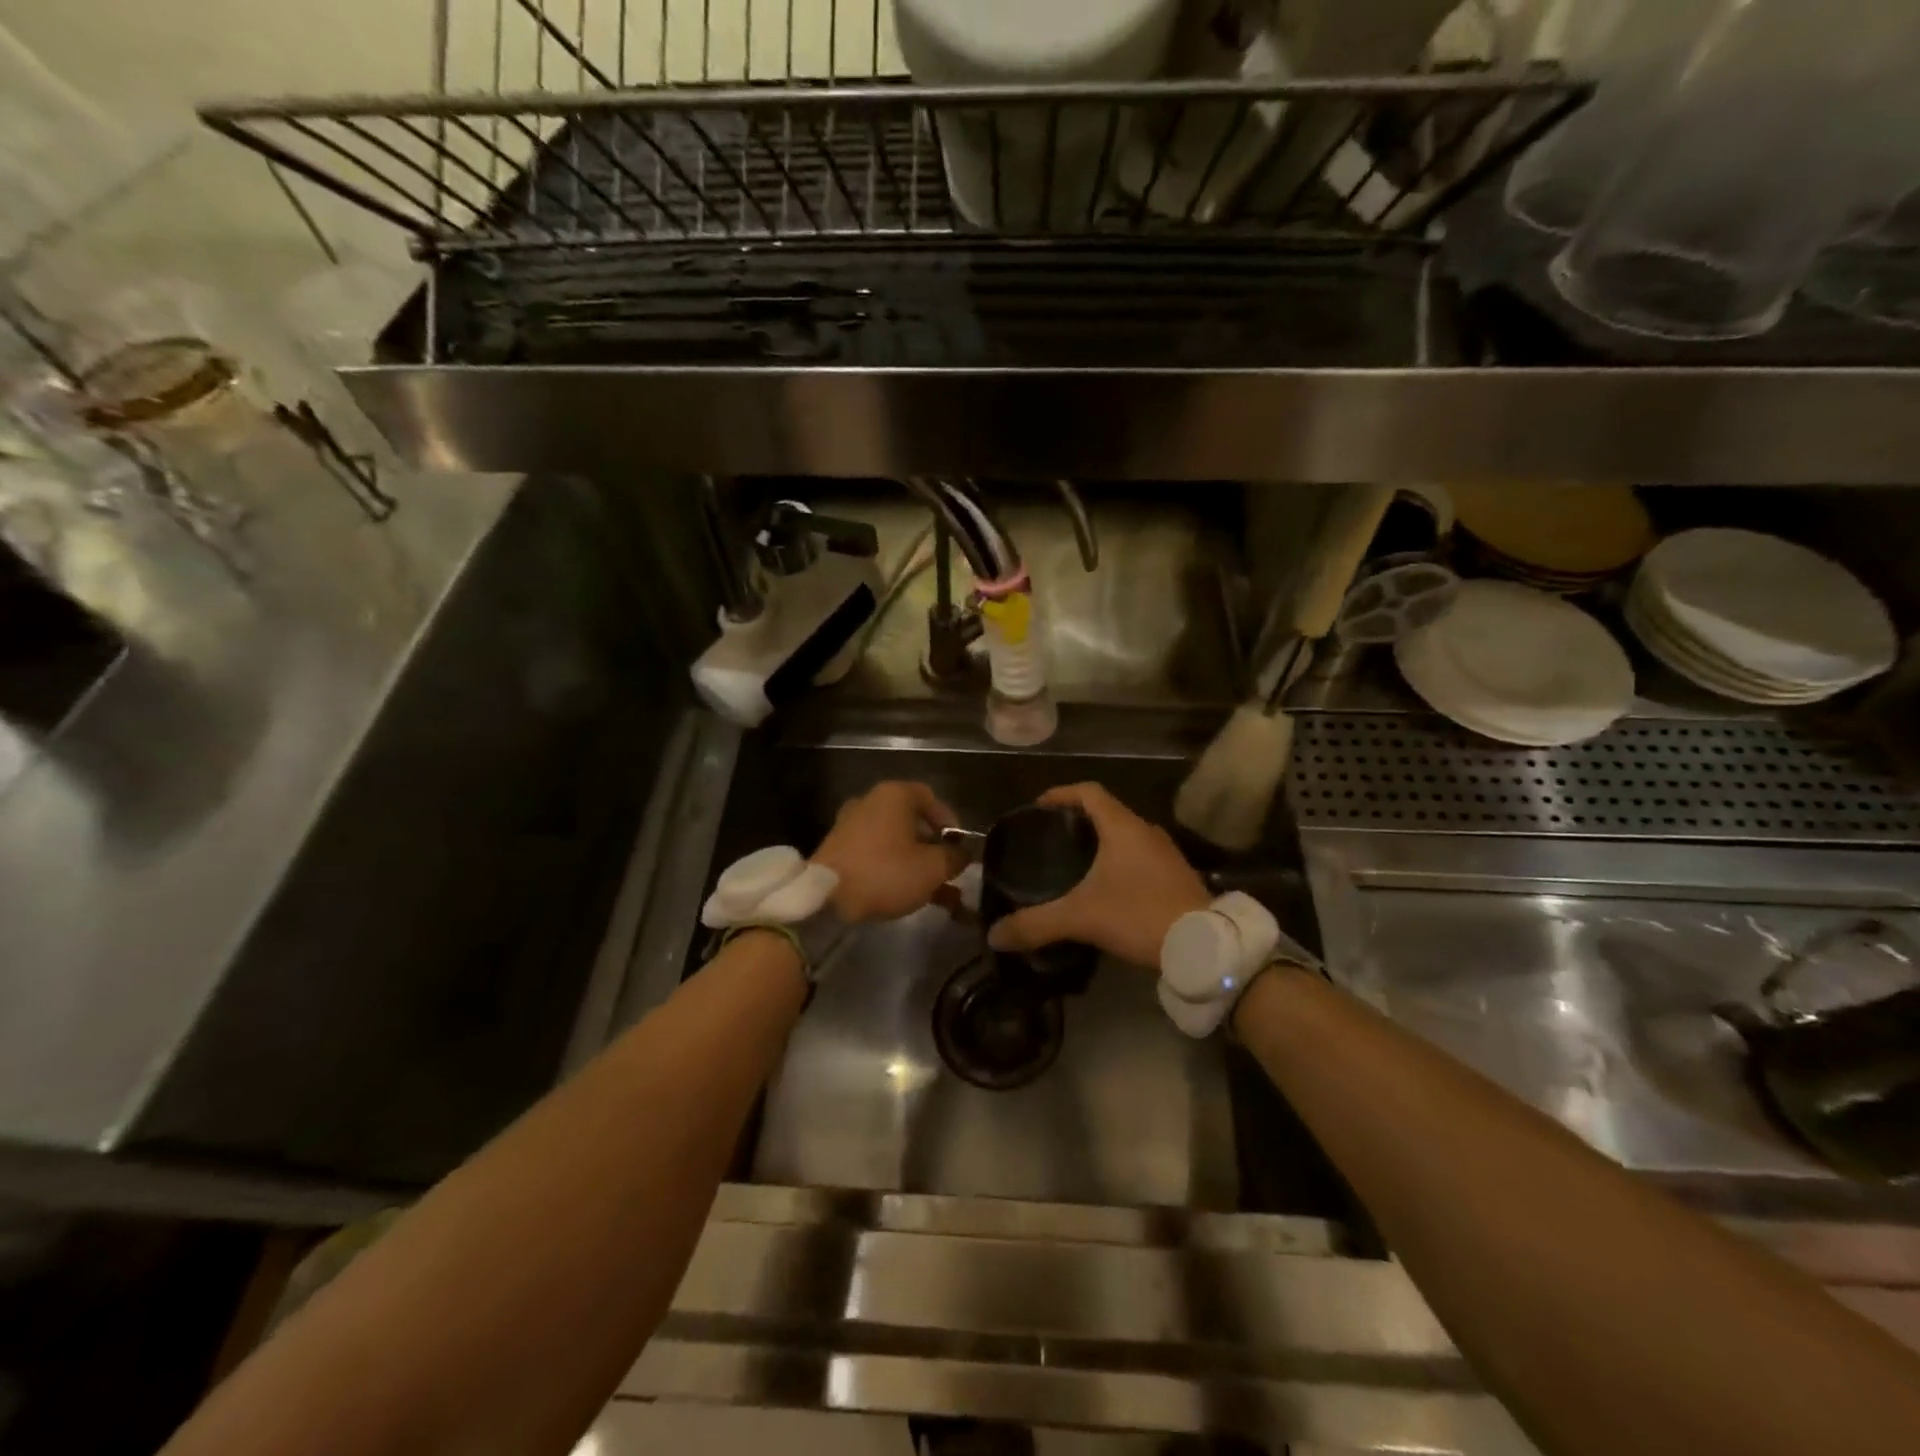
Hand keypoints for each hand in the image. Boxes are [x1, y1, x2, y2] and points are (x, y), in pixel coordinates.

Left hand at [811, 781, 965, 923]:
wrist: (826, 898)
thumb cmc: (885, 872)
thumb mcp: (932, 868)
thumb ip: (954, 857)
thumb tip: (963, 854)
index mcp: (894, 795)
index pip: (931, 798)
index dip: (951, 822)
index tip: (960, 848)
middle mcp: (871, 802)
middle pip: (913, 821)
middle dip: (935, 849)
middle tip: (949, 872)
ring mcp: (852, 826)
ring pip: (896, 842)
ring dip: (918, 864)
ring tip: (937, 894)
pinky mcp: (839, 850)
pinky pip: (877, 855)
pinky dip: (895, 870)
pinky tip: (910, 896)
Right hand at [986, 784, 1209, 969]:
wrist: (1204, 946)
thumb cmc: (1139, 915)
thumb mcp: (1081, 918)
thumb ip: (1035, 924)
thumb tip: (994, 935)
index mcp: (1123, 827)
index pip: (1089, 791)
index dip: (1061, 794)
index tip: (1039, 807)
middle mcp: (1147, 831)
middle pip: (1107, 812)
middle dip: (1078, 821)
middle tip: (1051, 839)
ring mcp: (1166, 854)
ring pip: (1126, 836)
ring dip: (1101, 843)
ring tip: (1074, 863)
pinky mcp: (1178, 876)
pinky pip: (1141, 857)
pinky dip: (1120, 863)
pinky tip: (1107, 889)